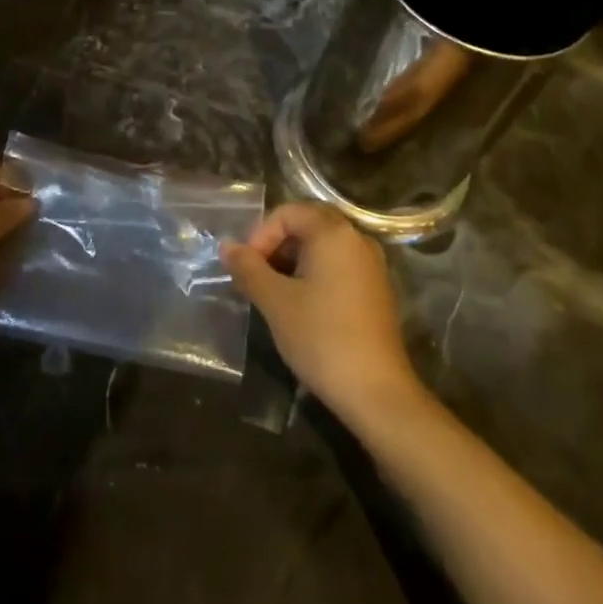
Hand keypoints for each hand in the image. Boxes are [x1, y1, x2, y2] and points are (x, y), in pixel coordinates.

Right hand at [221, 202, 425, 428]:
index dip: (261, 234)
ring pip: (324, 246)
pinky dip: (314, 273)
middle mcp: (357, 239)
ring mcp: (371, 264)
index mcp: (334, 233)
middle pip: (308, 223)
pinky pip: (339, 265)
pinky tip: (301, 304)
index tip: (246, 267)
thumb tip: (226, 246)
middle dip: (276, 243)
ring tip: (273, 292)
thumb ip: (248, 268)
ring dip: (293, 259)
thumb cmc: (321, 337)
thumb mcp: (276, 302)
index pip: (288, 212)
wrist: (376, 391)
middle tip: (256, 274)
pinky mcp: (376, 289)